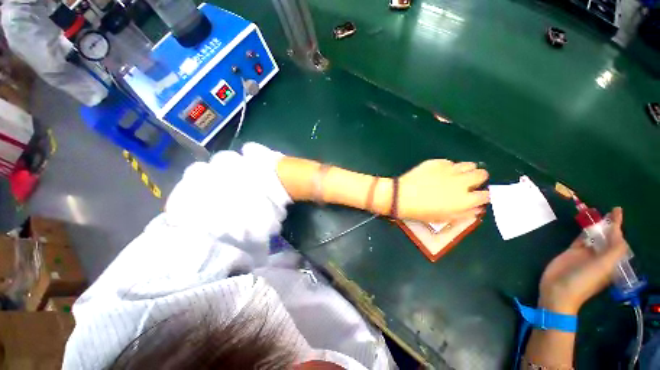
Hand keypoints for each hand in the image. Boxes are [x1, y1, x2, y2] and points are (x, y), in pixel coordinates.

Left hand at [397, 160, 488, 222]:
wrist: (401, 196)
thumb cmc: (421, 211)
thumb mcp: (444, 218)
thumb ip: (464, 214)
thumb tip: (477, 208)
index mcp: (464, 199)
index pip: (486, 195)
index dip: (482, 196)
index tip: (477, 196)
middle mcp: (461, 182)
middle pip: (482, 174)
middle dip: (478, 179)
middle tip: (468, 183)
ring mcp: (449, 170)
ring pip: (469, 164)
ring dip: (466, 170)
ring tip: (456, 175)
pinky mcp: (437, 162)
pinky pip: (450, 162)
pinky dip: (448, 167)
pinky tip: (439, 172)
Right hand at [538, 207, 628, 314]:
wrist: (558, 290)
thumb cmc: (583, 281)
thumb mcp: (602, 267)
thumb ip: (614, 250)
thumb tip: (618, 232)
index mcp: (610, 260)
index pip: (617, 240)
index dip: (618, 226)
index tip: (617, 210)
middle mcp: (600, 256)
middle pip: (606, 237)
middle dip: (609, 224)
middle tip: (609, 211)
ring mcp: (585, 254)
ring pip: (593, 236)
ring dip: (596, 226)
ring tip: (596, 214)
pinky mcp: (571, 252)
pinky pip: (580, 239)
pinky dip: (583, 231)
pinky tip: (583, 224)